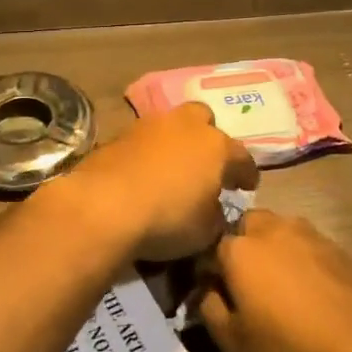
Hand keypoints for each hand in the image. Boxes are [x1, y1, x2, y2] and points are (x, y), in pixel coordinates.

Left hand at [49, 103, 258, 261]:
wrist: (104, 206)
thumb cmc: (167, 218)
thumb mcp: (205, 231)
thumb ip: (216, 216)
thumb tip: (213, 211)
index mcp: (216, 147)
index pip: (241, 157)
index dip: (247, 173)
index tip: (247, 186)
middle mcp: (186, 126)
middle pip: (204, 120)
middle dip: (208, 138)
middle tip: (206, 164)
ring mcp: (149, 126)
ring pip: (170, 125)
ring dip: (175, 142)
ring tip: (172, 167)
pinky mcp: (118, 135)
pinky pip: (142, 140)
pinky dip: (147, 153)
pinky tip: (143, 173)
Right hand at [198, 210, 351, 351]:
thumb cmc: (287, 345)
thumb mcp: (232, 342)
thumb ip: (208, 310)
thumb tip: (205, 292)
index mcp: (238, 249)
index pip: (208, 250)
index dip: (205, 272)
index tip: (209, 293)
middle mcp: (270, 229)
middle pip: (244, 226)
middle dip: (238, 246)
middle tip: (244, 280)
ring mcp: (306, 232)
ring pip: (276, 228)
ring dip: (269, 246)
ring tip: (276, 280)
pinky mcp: (334, 245)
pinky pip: (304, 242)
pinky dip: (297, 255)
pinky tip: (306, 284)